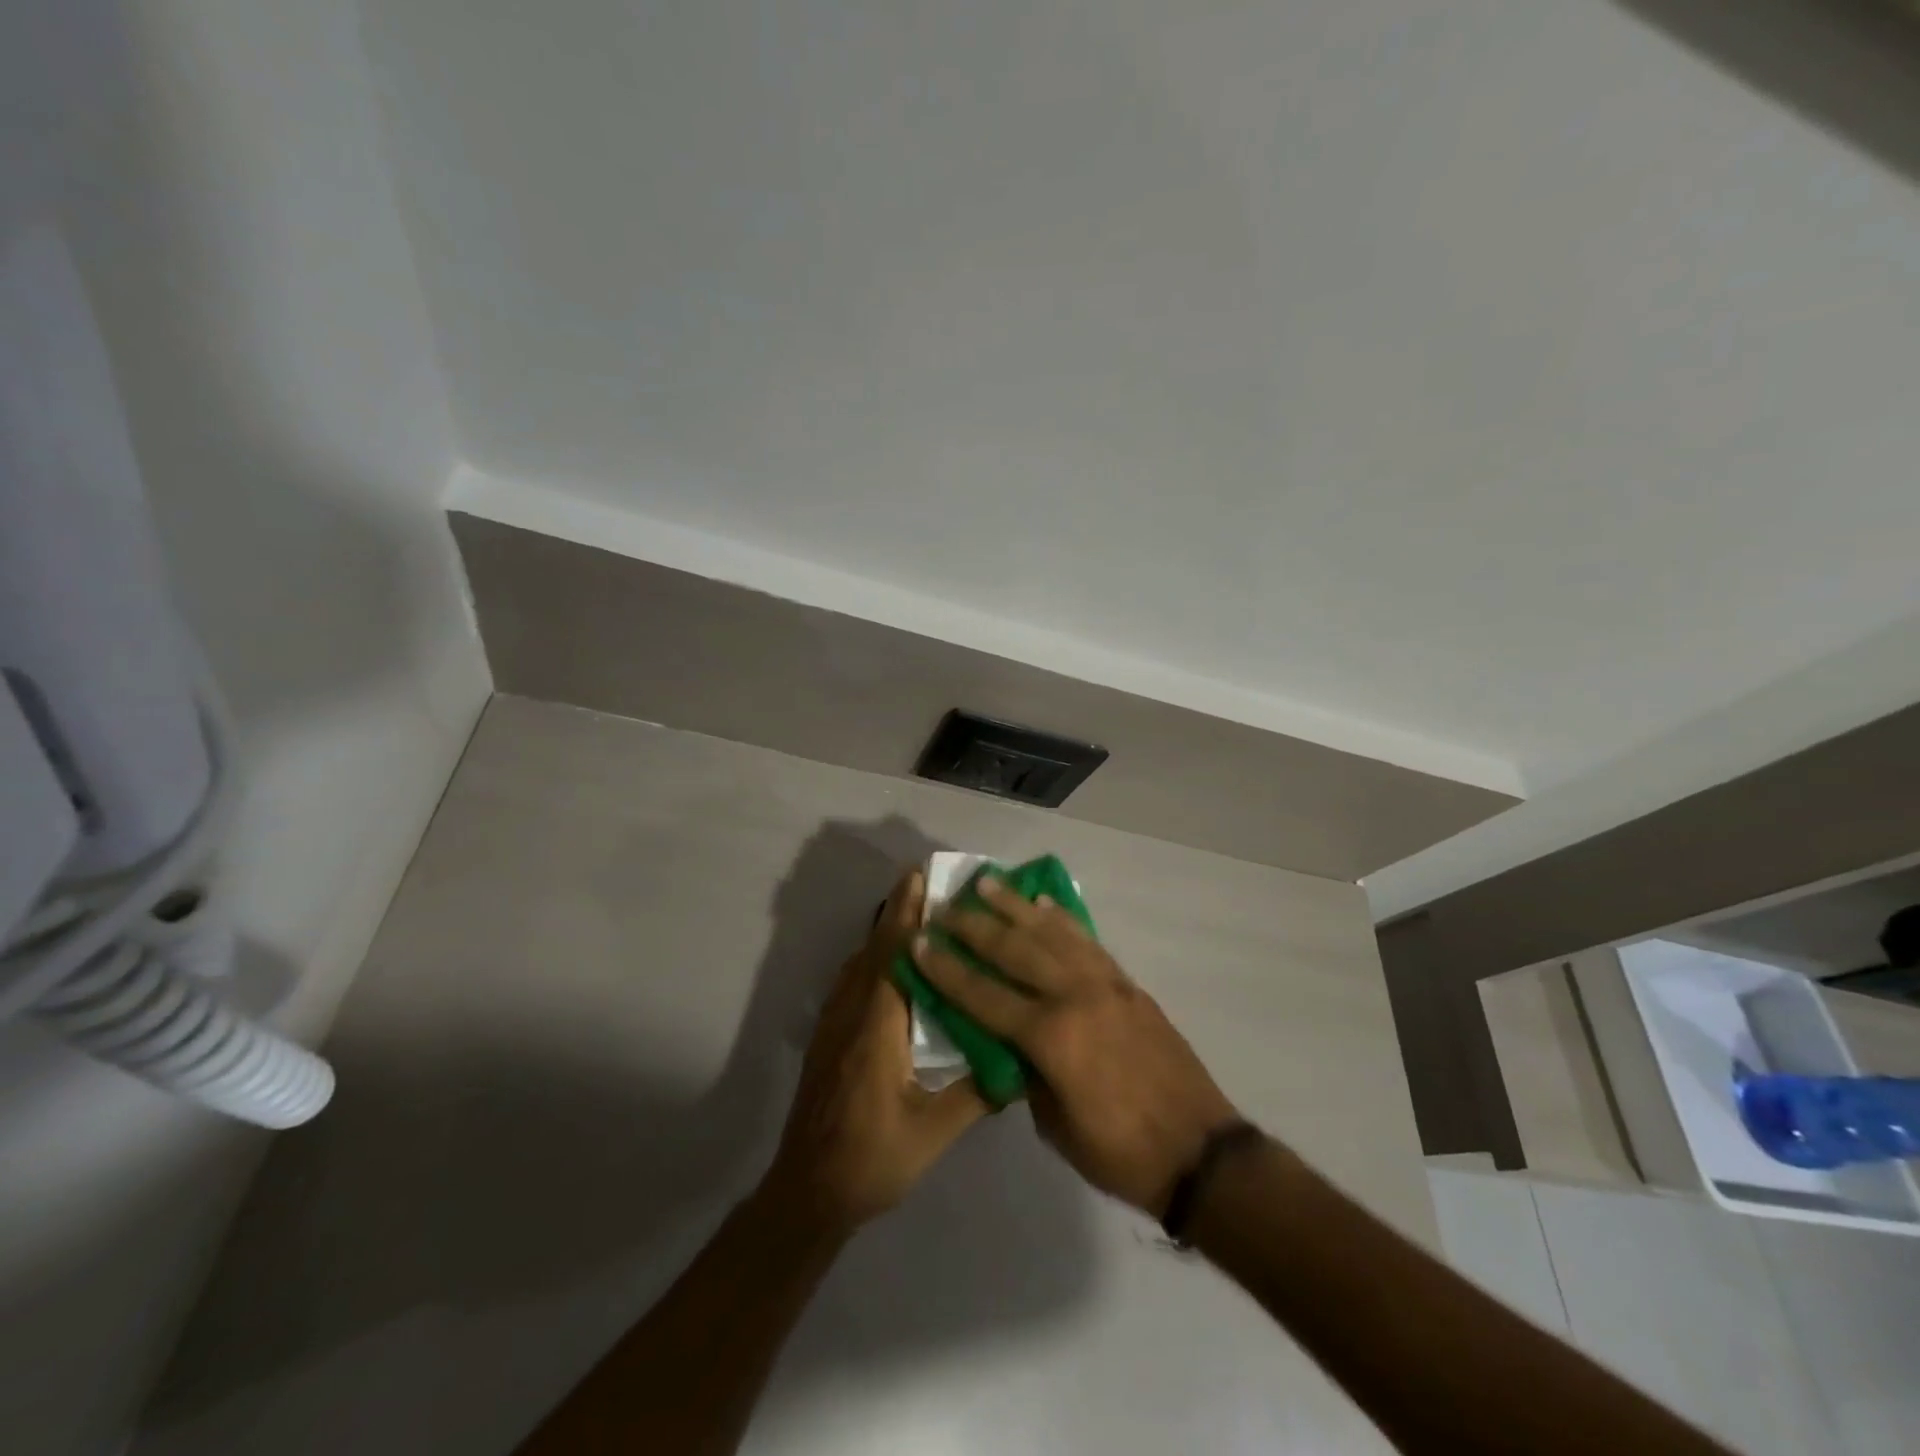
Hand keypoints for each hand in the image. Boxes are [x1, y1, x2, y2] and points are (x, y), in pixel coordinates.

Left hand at [761, 868, 988, 1237]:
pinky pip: (851, 981)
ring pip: (859, 962)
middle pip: (874, 948)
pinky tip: (889, 963)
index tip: (922, 877)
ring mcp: (834, 1024)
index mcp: (877, 1027)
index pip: (894, 955)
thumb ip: (977, 1094)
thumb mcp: (933, 1132)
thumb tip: (1021, 1062)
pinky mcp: (828, 1037)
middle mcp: (851, 1013)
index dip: (907, 913)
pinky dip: (871, 957)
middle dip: (898, 910)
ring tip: (914, 911)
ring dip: (884, 931)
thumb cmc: (872, 1159)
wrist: (807, 1192)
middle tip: (925, 879)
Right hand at [912, 877, 1239, 1215]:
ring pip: (1050, 932)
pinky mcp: (1126, 983)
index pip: (983, 994)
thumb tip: (1006, 1042)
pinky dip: (1061, 917)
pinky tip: (1044, 902)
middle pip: (1014, 949)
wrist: (1199, 1151)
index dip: (946, 969)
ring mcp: (1105, 984)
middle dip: (973, 926)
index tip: (919, 941)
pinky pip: (1086, 940)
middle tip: (945, 907)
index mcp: (1051, 1037)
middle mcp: (1074, 996)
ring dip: (1015, 906)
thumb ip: (1025, 1073)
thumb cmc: (1120, 1152)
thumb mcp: (1055, 1125)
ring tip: (987, 884)